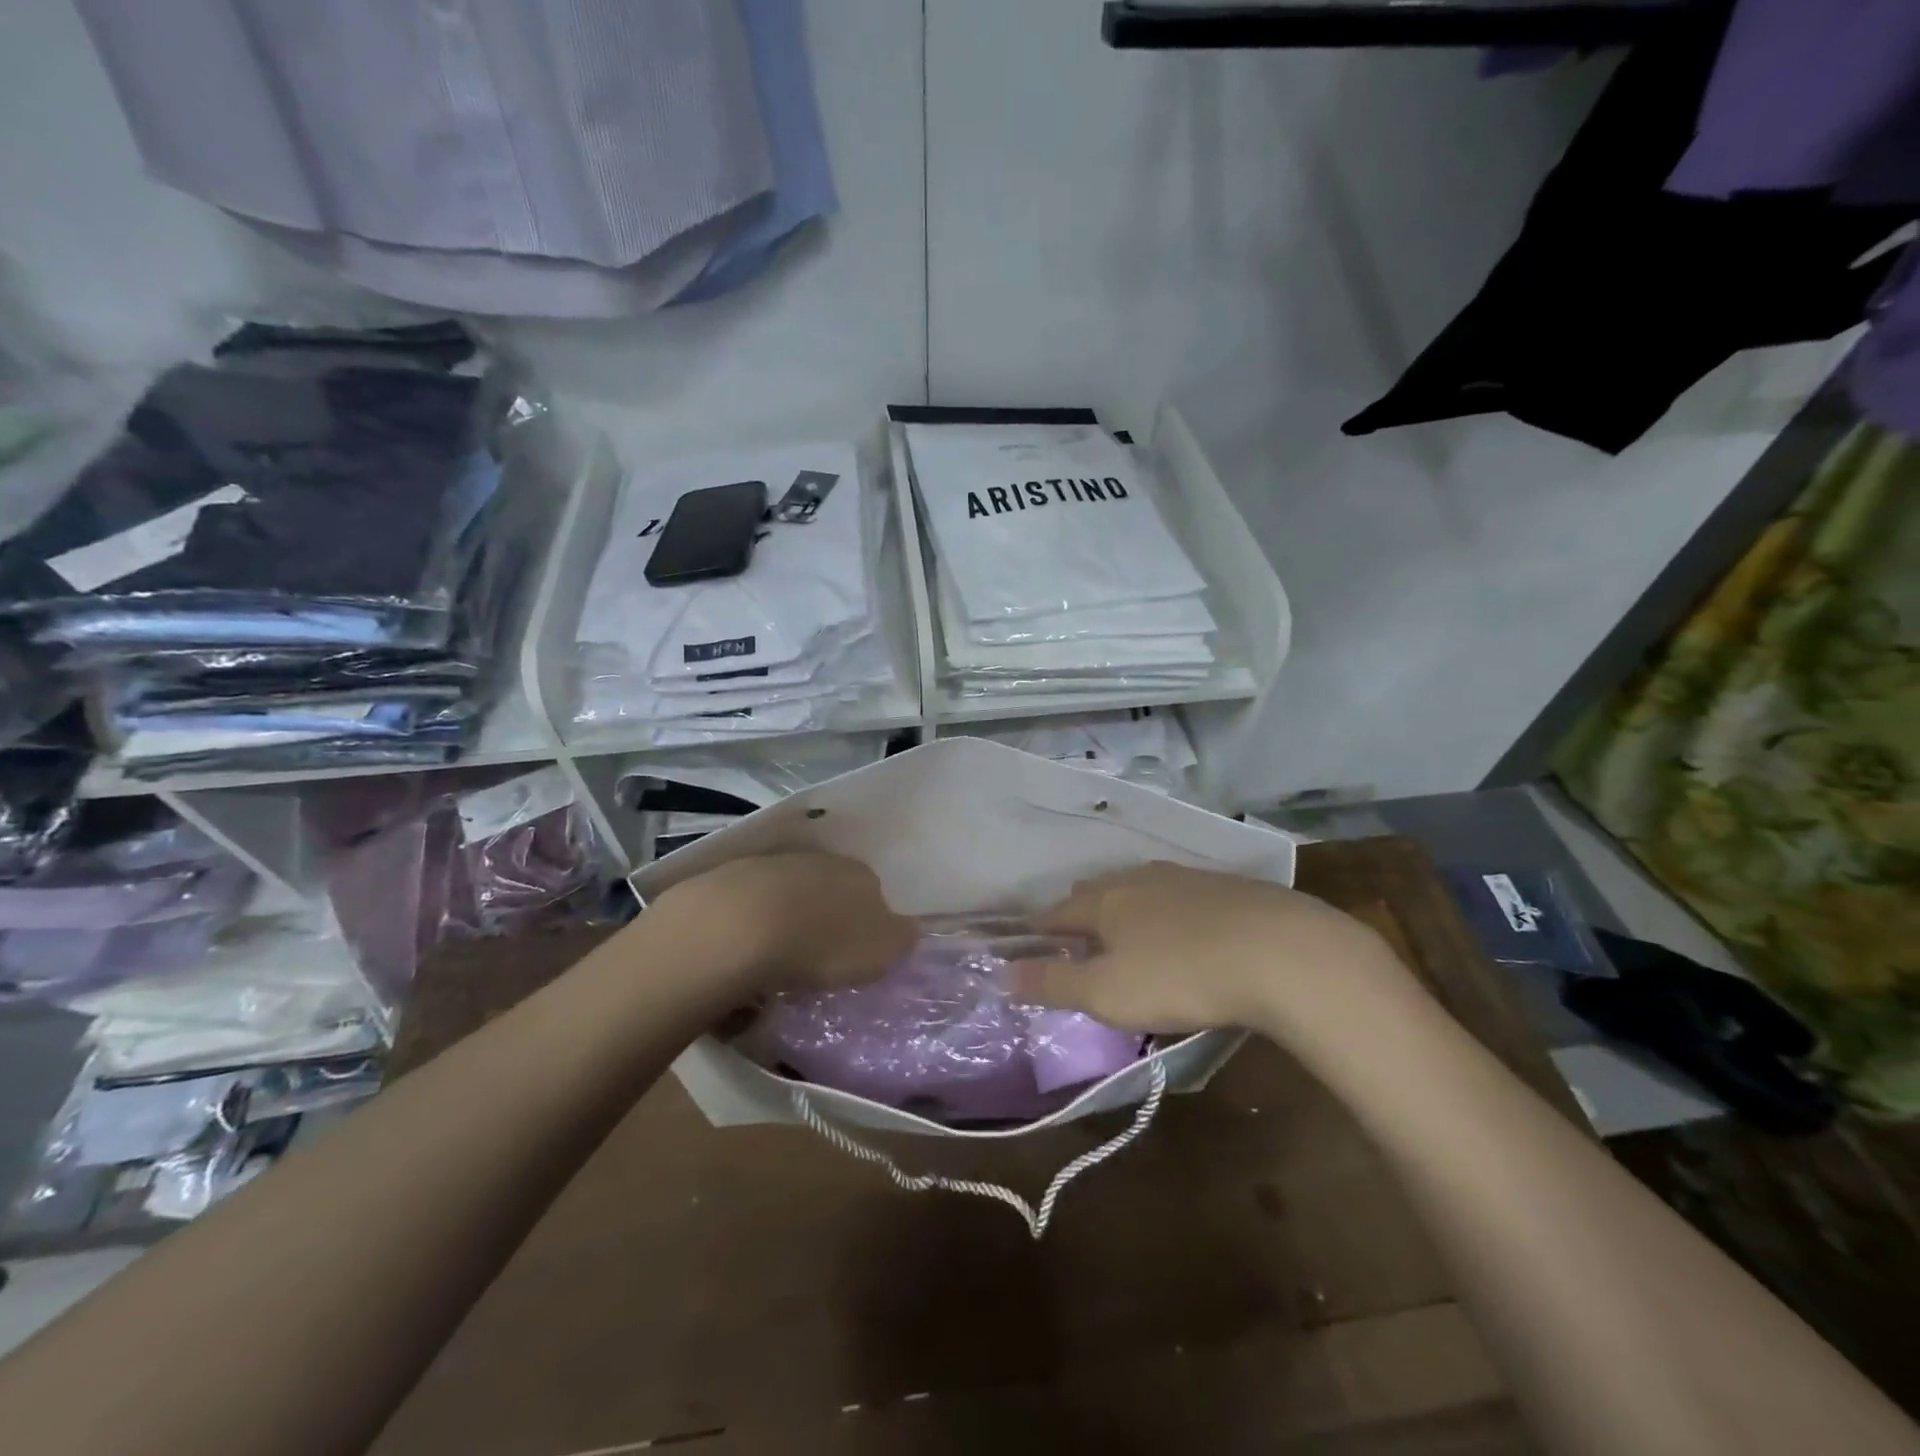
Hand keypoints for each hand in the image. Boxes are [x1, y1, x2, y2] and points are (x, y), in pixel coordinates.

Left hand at [654, 852, 915, 994]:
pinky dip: (755, 923)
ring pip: (793, 893)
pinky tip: (746, 948)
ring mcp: (776, 864)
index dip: (869, 925)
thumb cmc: (822, 943)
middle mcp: (823, 860)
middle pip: (833, 890)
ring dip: (790, 919)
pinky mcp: (734, 876)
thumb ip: (900, 940)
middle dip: (828, 920)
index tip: (857, 956)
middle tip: (819, 959)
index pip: (876, 895)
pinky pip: (755, 903)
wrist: (740, 925)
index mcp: (863, 875)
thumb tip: (907, 930)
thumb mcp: (879, 952)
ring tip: (779, 959)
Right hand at [1013, 862, 1412, 1034]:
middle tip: (1079, 945)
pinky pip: (1179, 896)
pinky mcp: (1227, 887)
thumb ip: (1053, 982)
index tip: (1033, 948)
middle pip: (1097, 892)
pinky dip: (1167, 913)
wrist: (1283, 953)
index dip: (1041, 931)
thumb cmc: (1181, 976)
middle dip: (1082, 916)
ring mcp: (1186, 877)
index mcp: (1105, 900)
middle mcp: (1139, 878)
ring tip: (1127, 937)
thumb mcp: (1107, 993)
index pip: (1058, 912)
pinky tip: (1184, 932)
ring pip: (1139, 890)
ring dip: (1125, 911)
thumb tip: (1002, 974)